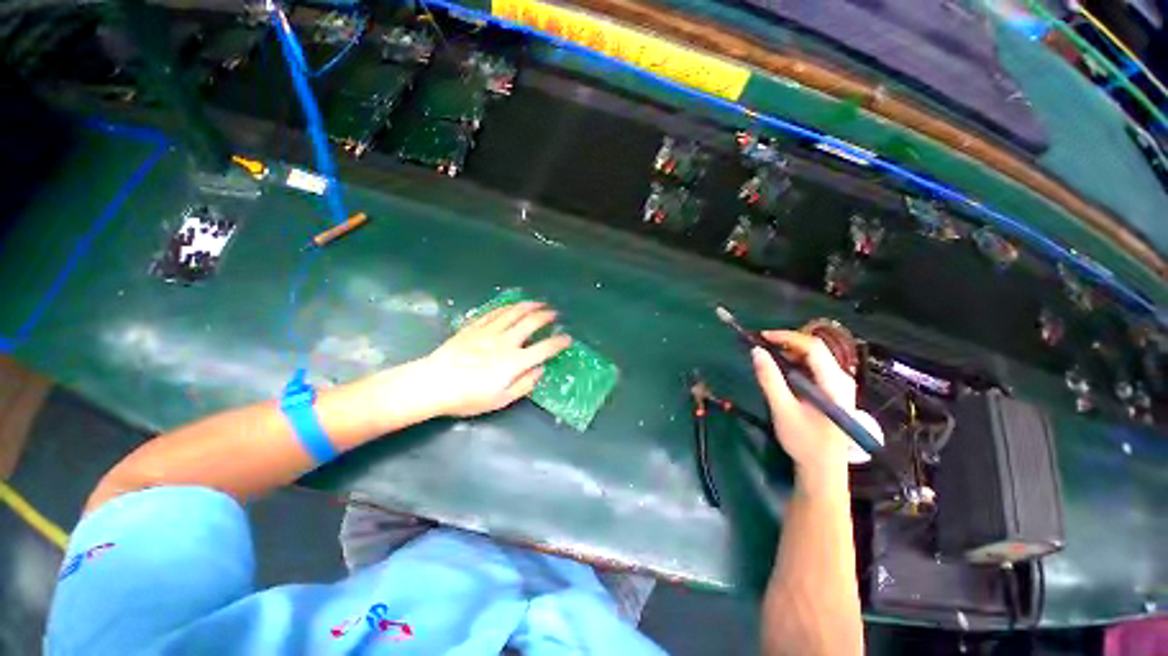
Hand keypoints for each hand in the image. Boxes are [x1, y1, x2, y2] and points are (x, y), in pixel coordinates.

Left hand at [421, 302, 571, 416]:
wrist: (433, 384)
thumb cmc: (468, 397)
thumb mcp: (500, 399)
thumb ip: (524, 384)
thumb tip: (540, 370)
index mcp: (515, 361)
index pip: (544, 348)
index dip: (559, 342)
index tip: (567, 339)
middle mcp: (505, 342)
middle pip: (531, 323)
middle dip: (546, 316)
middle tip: (554, 314)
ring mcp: (489, 331)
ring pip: (514, 312)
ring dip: (529, 306)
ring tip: (538, 303)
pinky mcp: (475, 327)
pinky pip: (495, 312)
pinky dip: (507, 307)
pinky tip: (512, 306)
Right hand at [751, 330, 882, 489]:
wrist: (824, 470)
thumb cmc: (804, 441)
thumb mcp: (783, 410)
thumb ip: (769, 379)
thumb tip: (756, 351)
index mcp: (834, 382)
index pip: (813, 347)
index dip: (786, 336)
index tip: (761, 336)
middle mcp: (841, 379)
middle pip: (815, 349)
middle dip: (786, 343)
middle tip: (761, 347)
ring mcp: (839, 385)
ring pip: (814, 358)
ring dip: (789, 353)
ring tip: (767, 358)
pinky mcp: (833, 391)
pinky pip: (814, 368)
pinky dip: (795, 364)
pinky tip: (781, 372)